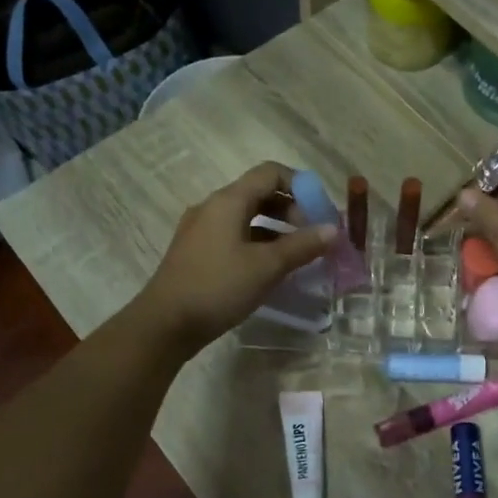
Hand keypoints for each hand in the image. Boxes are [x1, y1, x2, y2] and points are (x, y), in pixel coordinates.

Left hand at [132, 162, 334, 355]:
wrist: (164, 324)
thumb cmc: (218, 287)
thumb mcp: (267, 267)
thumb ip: (302, 245)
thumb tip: (333, 229)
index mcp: (228, 201)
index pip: (270, 173)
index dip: (301, 185)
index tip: (321, 210)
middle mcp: (213, 207)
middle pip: (259, 193)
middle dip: (291, 208)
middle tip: (312, 235)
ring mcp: (201, 229)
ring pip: (246, 216)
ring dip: (276, 227)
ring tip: (297, 253)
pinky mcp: (197, 251)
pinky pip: (234, 235)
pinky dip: (257, 242)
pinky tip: (270, 267)